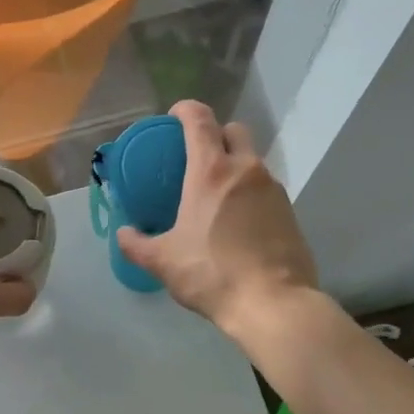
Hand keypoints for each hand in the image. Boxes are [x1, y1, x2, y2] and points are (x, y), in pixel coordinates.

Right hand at [116, 102, 318, 338]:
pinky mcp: (290, 211)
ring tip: (216, 195)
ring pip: (252, 161)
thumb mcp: (163, 262)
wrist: (272, 302)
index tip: (175, 116)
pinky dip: (249, 193)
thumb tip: (124, 234)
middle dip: (215, 134)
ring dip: (234, 166)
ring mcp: (273, 189)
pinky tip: (238, 222)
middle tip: (197, 157)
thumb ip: (137, 244)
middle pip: (233, 131)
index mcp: (211, 171)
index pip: (200, 120)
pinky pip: (265, 188)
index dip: (186, 110)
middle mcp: (246, 169)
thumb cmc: (211, 274)